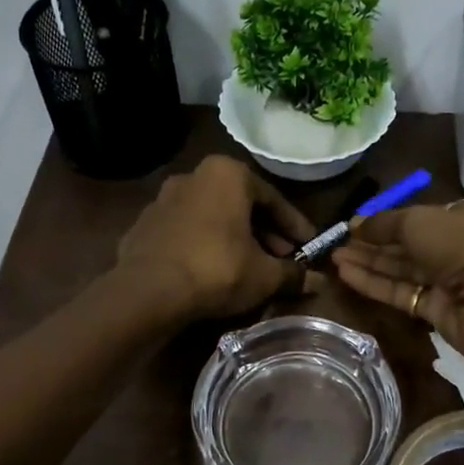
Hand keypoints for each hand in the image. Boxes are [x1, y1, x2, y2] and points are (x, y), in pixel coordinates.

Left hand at [115, 155, 317, 320]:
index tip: (308, 246)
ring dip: (233, 237)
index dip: (294, 226)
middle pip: (240, 204)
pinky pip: (185, 232)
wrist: (147, 291)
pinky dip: (203, 245)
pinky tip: (211, 271)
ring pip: (211, 216)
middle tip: (281, 258)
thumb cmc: (217, 269)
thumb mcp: (264, 275)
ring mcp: (163, 199)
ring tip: (248, 266)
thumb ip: (293, 274)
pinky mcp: (143, 225)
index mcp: (228, 174)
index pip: (273, 199)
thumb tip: (320, 282)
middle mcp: (194, 176)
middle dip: (264, 232)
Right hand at [330, 198, 463, 356]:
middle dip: (373, 243)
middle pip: (407, 245)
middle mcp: (457, 247)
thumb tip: (355, 224)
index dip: (387, 221)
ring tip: (334, 258)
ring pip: (402, 270)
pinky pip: (401, 293)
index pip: (420, 217)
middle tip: (337, 242)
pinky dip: (375, 284)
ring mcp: (449, 281)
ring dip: (369, 263)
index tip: (356, 224)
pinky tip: (345, 274)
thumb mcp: (419, 220)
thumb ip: (384, 223)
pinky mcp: (438, 311)